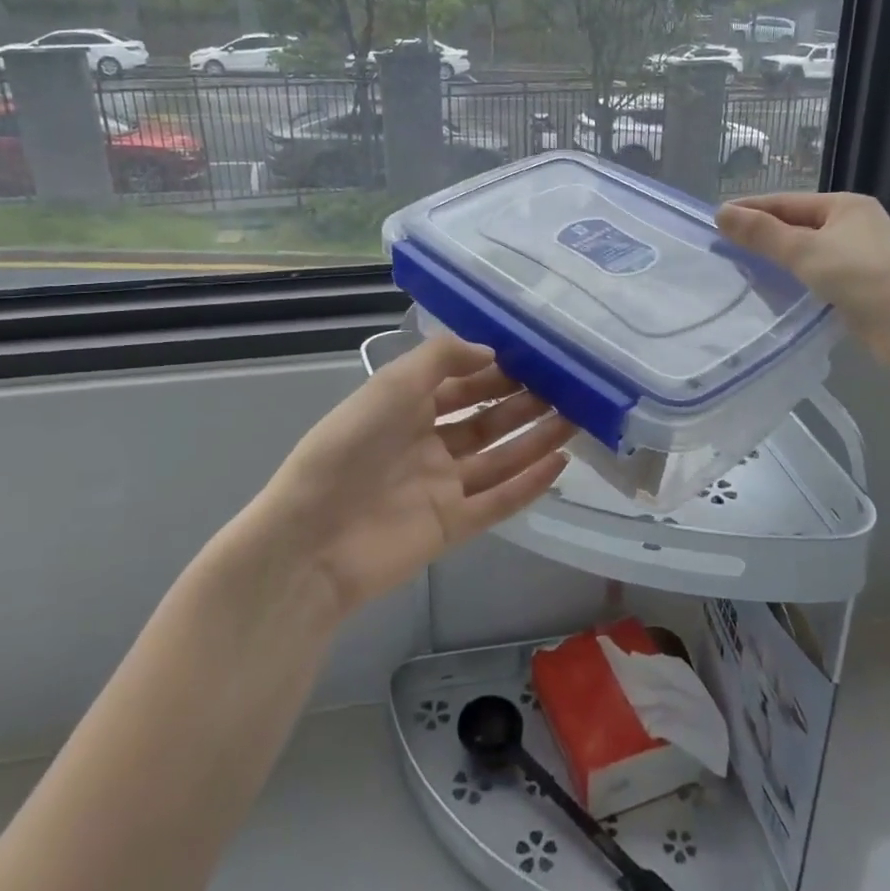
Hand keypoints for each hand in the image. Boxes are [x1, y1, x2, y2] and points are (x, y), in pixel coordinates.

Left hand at [249, 336, 573, 617]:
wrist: (313, 538)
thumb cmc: (348, 448)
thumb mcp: (391, 385)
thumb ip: (440, 359)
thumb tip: (491, 351)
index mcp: (406, 409)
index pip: (460, 384)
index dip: (495, 370)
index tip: (536, 357)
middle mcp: (427, 445)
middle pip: (485, 421)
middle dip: (522, 403)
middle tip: (567, 387)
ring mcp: (441, 487)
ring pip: (499, 459)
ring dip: (536, 439)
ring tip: (576, 419)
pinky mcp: (452, 526)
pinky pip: (498, 501)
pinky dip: (528, 484)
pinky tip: (559, 463)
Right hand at [716, 192, 889, 355]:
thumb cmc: (860, 275)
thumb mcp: (804, 250)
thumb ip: (761, 233)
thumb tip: (721, 213)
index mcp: (844, 205)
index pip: (786, 202)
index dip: (751, 209)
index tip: (716, 218)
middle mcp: (854, 224)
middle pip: (797, 225)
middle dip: (763, 234)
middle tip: (725, 245)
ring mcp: (861, 256)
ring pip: (808, 251)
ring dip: (778, 259)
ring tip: (743, 269)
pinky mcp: (863, 285)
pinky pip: (818, 275)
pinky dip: (796, 279)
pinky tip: (777, 291)